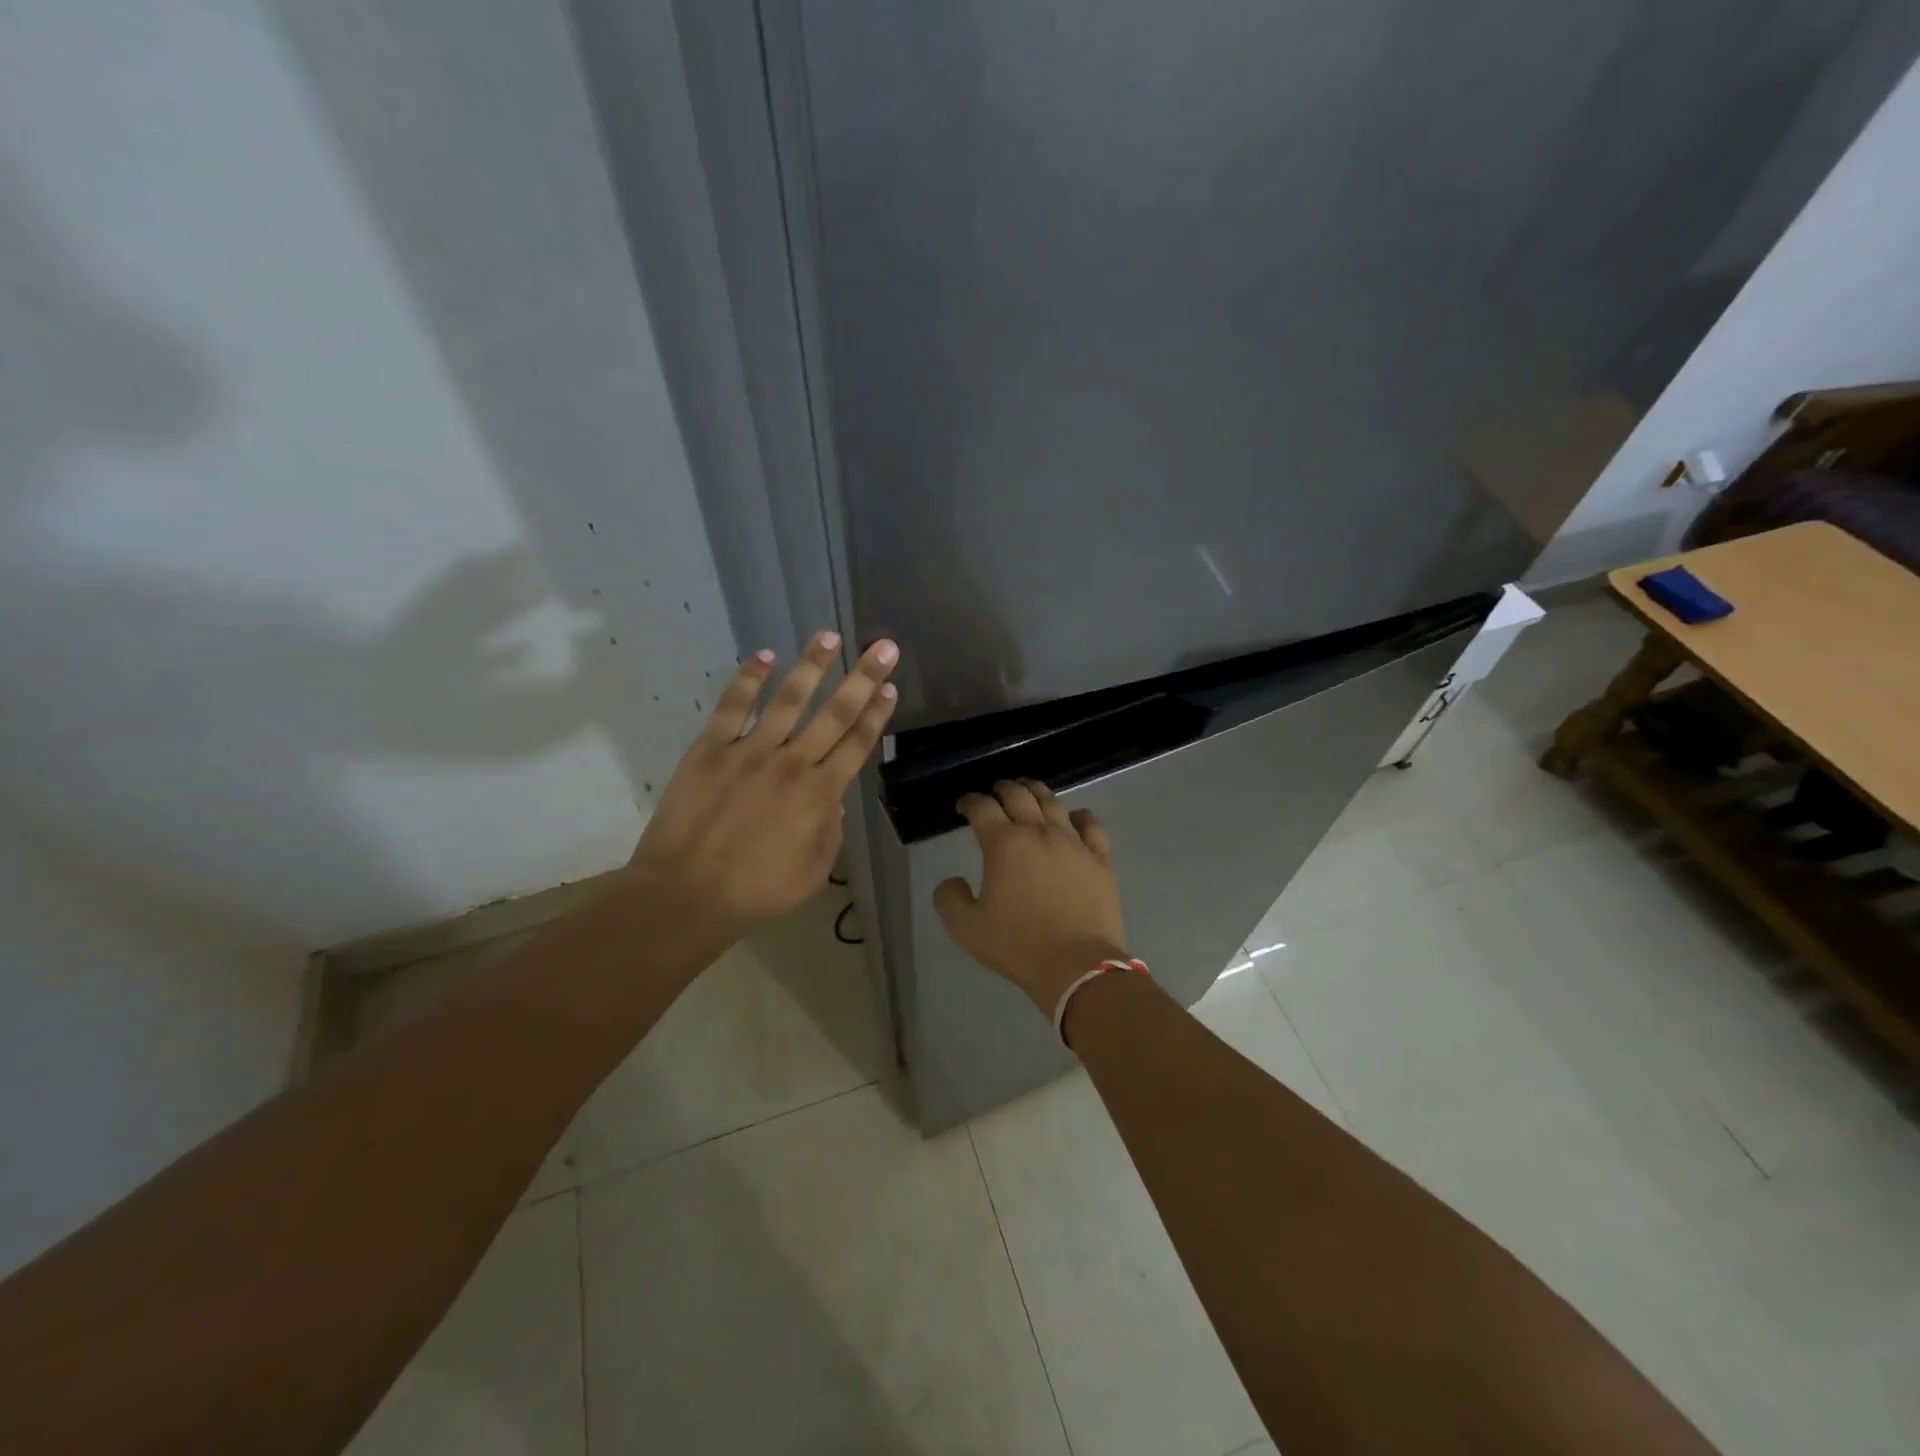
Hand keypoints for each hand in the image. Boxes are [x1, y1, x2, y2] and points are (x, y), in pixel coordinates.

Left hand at [626, 631, 898, 935]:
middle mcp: (792, 763)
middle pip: (835, 713)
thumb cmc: (755, 892)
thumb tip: (833, 799)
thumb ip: (830, 831)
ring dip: (811, 666)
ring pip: (788, 699)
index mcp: (820, 795)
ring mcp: (749, 751)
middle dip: (863, 678)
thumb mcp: (813, 873)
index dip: (877, 715)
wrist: (685, 895)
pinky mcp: (711, 749)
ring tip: (828, 636)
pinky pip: (733, 706)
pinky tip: (764, 656)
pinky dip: (748, 679)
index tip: (890, 689)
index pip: (857, 744)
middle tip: (883, 647)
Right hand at [934, 779, 1128, 1013]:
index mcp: (1003, 844)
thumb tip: (952, 881)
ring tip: (1029, 791)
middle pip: (1018, 795)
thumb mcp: (967, 928)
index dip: (969, 801)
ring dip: (1037, 792)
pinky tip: (1076, 817)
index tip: (963, 805)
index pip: (982, 808)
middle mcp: (1038, 832)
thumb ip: (950, 899)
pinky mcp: (1099, 858)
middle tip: (995, 792)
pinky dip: (1080, 815)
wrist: (1077, 966)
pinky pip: (1091, 825)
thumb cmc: (1018, 945)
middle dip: (1002, 789)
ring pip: (1053, 803)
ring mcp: (1073, 843)